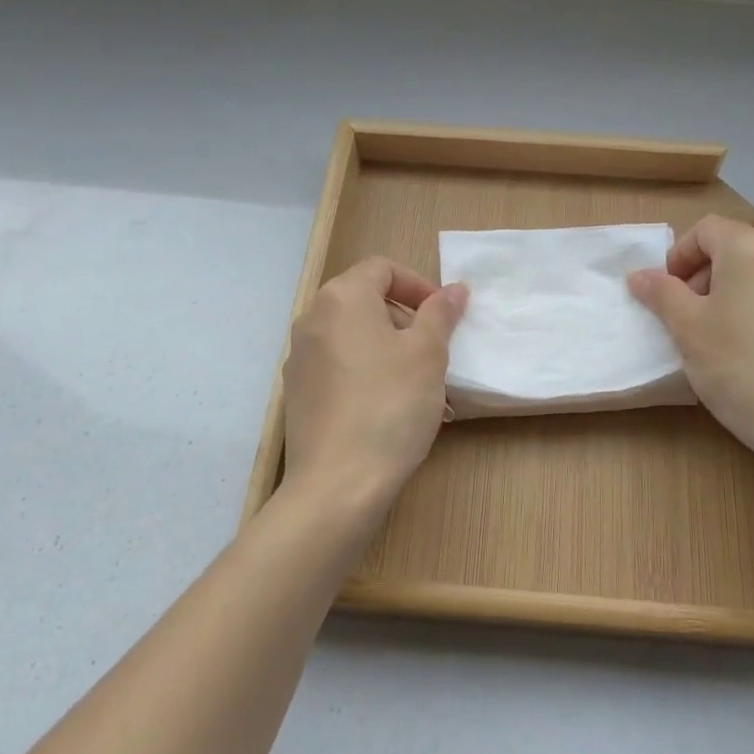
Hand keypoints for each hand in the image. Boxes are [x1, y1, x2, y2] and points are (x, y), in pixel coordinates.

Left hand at [281, 256, 467, 526]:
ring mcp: (300, 360)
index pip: (382, 268)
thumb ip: (440, 314)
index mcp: (340, 299)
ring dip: (392, 351)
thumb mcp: (427, 354)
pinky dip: (370, 375)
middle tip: (437, 352)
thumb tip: (454, 289)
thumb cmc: (390, 405)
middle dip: (407, 320)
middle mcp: (312, 320)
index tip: (444, 316)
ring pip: (356, 339)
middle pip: (366, 302)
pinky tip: (395, 410)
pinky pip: (341, 369)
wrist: (337, 485)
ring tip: (424, 388)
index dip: (418, 285)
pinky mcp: (299, 395)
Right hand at [628, 216, 753, 478]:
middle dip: (702, 276)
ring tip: (715, 339)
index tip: (666, 293)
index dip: (678, 256)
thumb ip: (661, 293)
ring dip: (729, 295)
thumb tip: (640, 275)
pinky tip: (750, 355)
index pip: (706, 229)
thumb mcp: (687, 328)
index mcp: (752, 249)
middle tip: (685, 318)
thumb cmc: (739, 366)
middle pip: (734, 250)